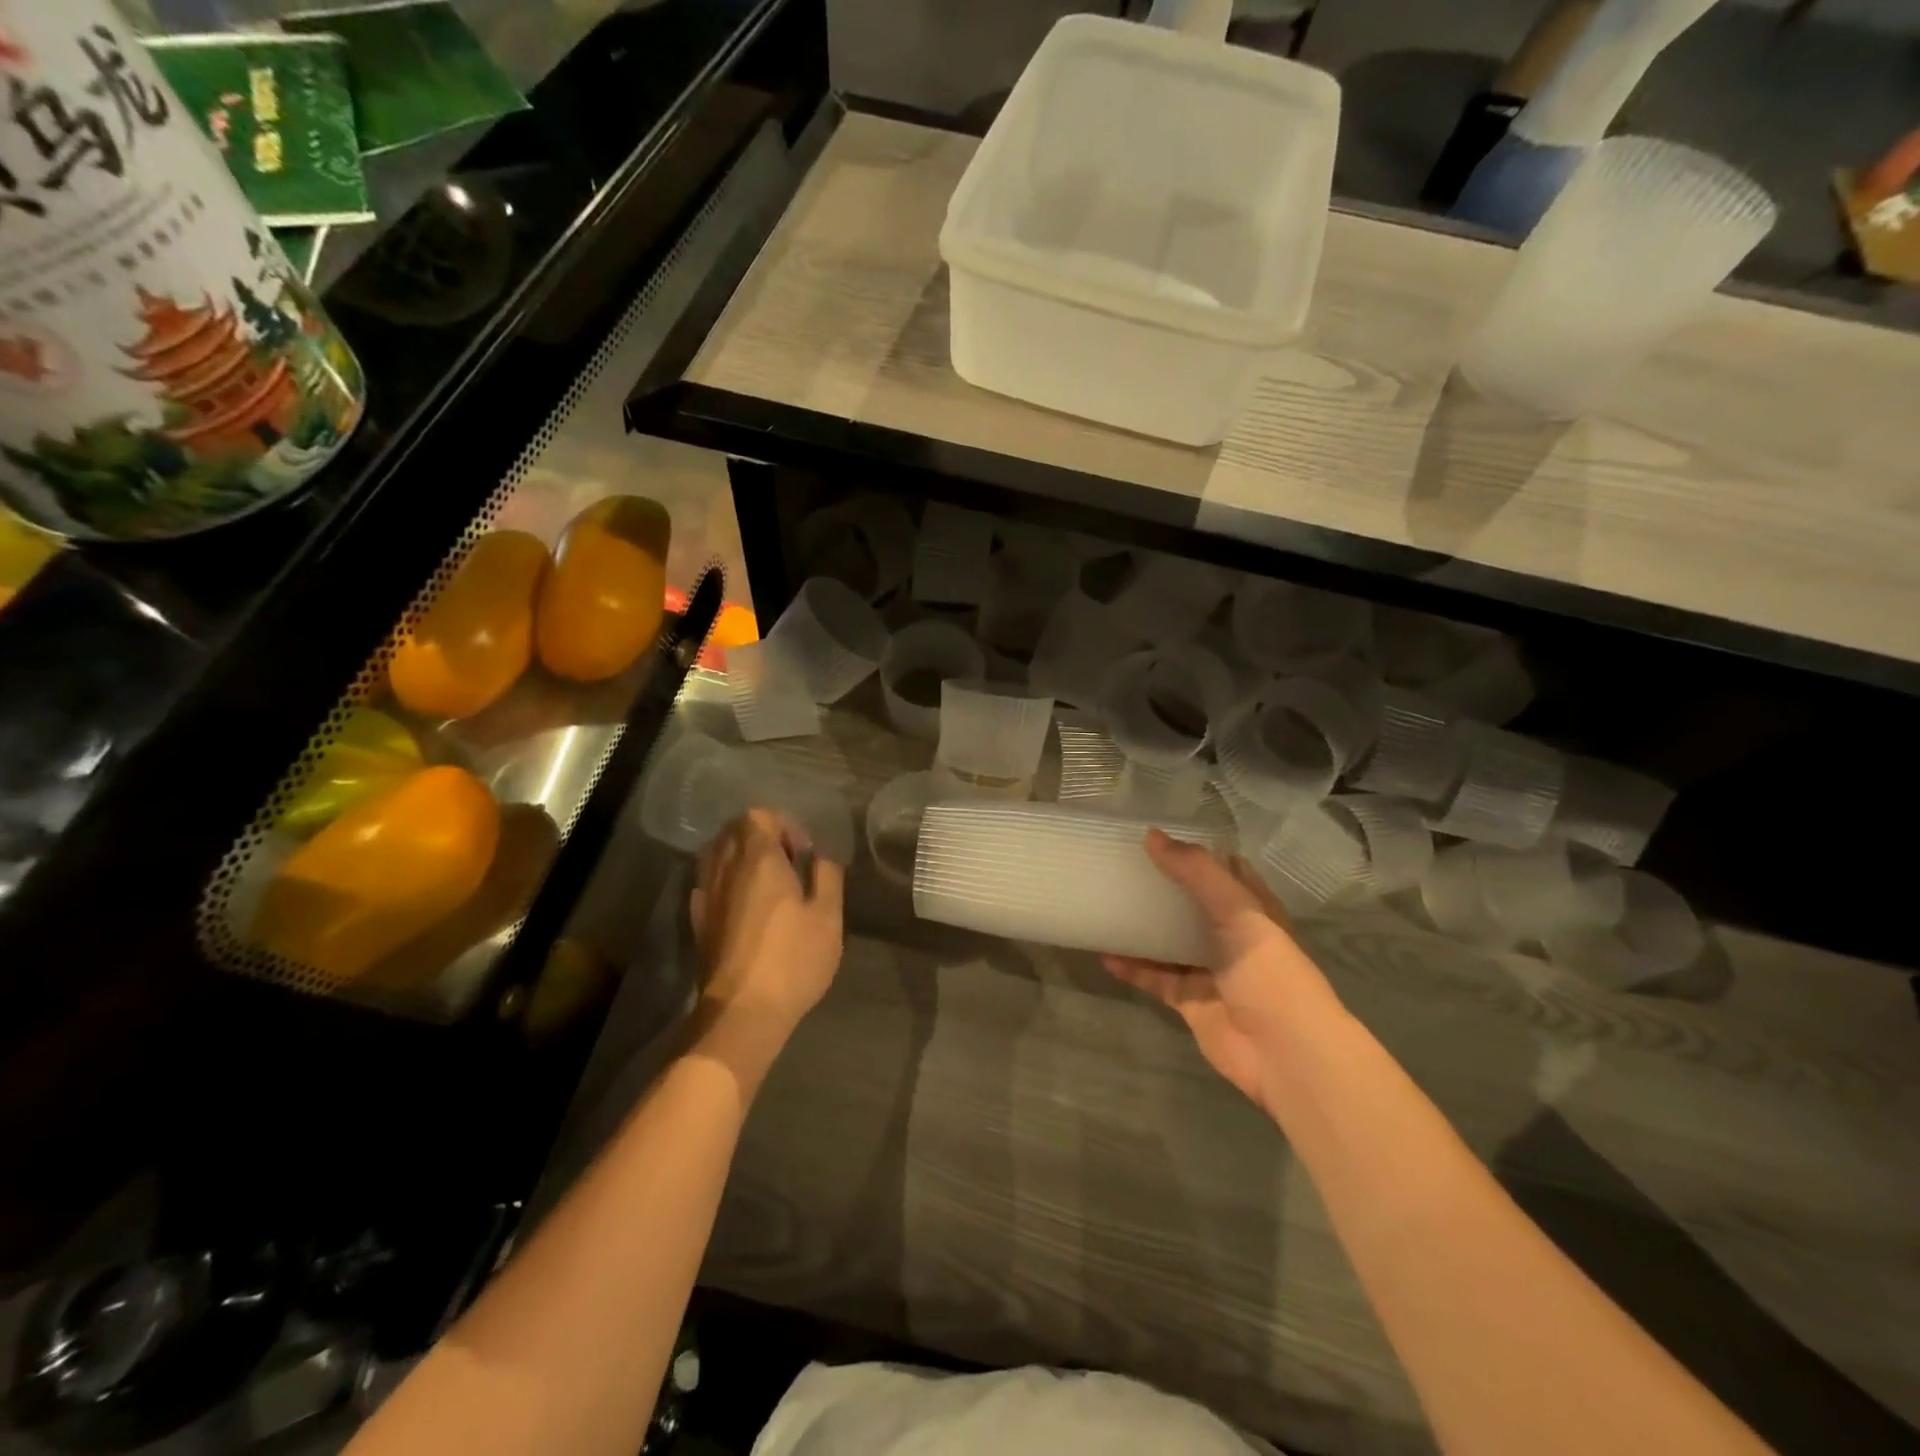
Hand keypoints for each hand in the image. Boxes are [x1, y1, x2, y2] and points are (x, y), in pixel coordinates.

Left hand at [688, 809, 844, 1072]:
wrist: (742, 1011)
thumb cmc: (792, 960)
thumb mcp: (828, 916)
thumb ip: (826, 876)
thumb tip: (820, 855)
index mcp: (758, 860)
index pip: (758, 816)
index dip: (783, 825)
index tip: (802, 853)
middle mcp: (725, 868)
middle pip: (733, 831)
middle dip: (760, 836)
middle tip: (787, 863)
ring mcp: (706, 894)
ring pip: (715, 854)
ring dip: (739, 856)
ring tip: (765, 881)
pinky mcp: (698, 921)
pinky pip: (707, 882)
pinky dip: (724, 880)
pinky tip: (743, 903)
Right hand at [1104, 830, 1341, 1114]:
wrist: (1284, 1054)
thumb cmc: (1270, 973)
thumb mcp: (1239, 912)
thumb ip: (1197, 873)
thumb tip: (1152, 836)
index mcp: (1253, 910)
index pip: (1224, 870)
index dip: (1196, 853)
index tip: (1158, 835)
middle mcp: (1232, 937)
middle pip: (1191, 904)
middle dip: (1161, 887)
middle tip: (1120, 865)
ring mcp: (1210, 970)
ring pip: (1169, 941)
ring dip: (1142, 927)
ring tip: (1105, 904)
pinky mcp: (1190, 1000)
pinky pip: (1155, 977)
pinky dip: (1133, 967)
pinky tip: (1104, 954)